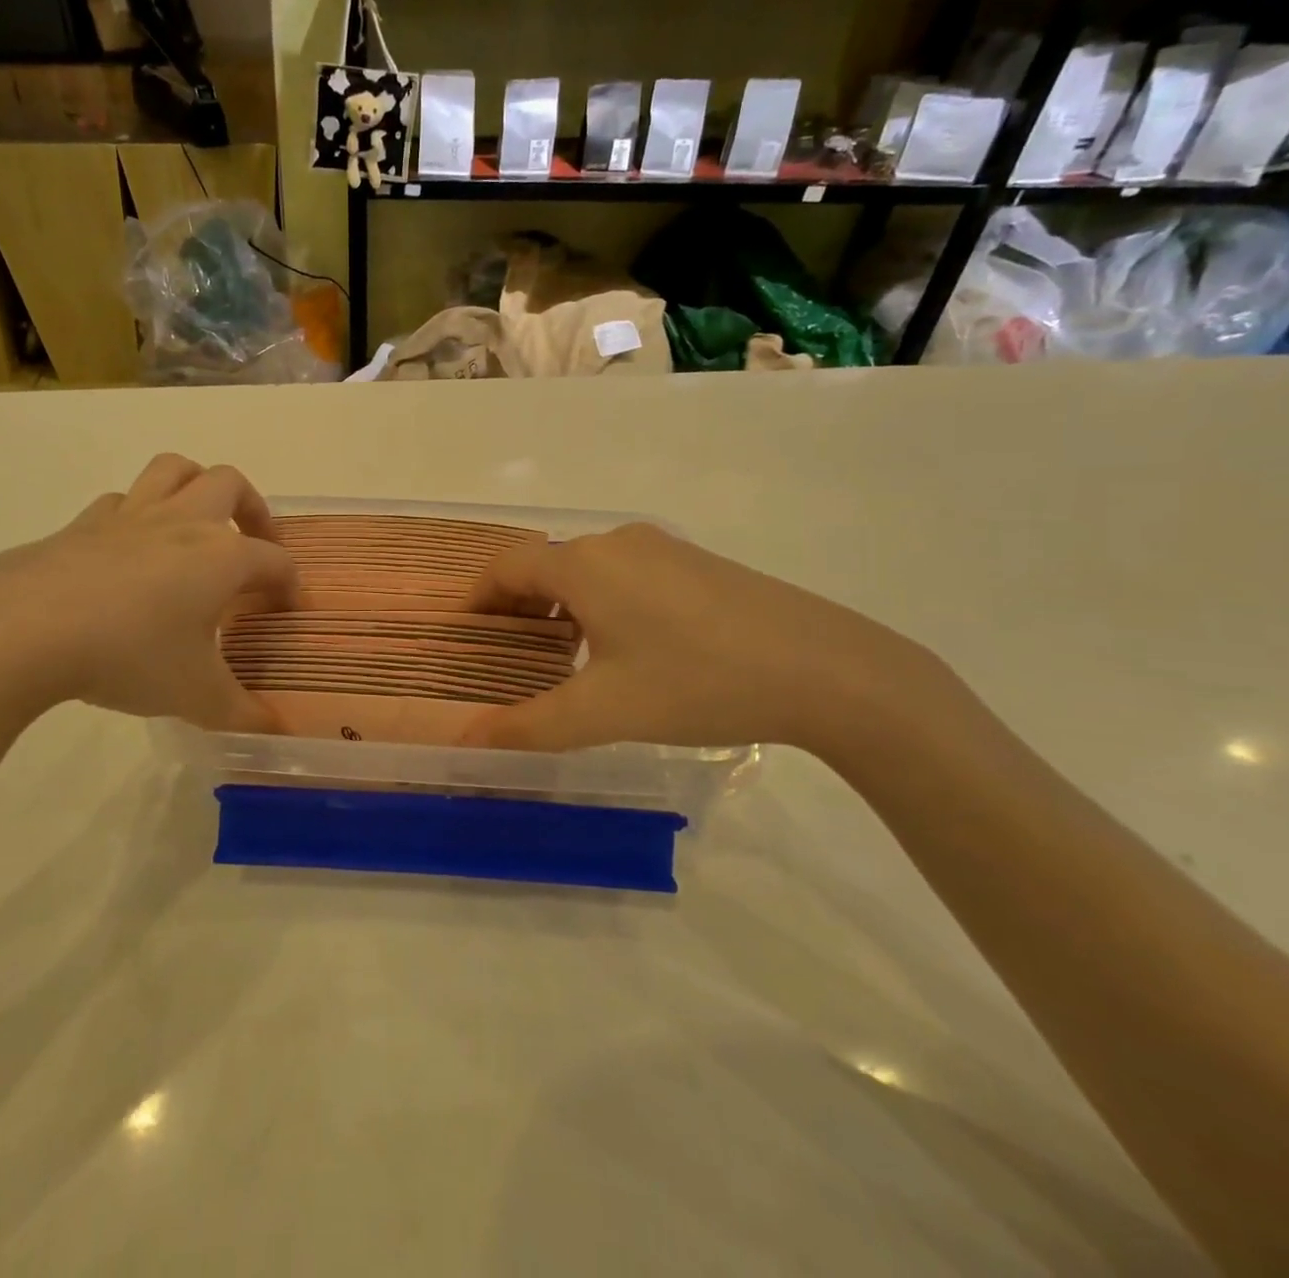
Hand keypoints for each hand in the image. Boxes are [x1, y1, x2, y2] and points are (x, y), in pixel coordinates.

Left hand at [0, 454, 295, 733]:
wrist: (24, 630)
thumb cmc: (129, 655)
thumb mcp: (196, 696)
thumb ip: (242, 713)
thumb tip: (275, 731)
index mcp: (223, 556)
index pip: (275, 560)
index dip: (290, 584)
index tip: (289, 609)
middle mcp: (183, 522)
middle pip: (230, 484)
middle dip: (254, 509)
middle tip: (253, 546)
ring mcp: (131, 517)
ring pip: (173, 469)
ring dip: (196, 486)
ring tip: (199, 522)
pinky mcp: (83, 524)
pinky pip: (122, 501)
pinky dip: (138, 514)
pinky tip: (132, 548)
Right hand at [461, 523, 942, 755]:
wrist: (825, 668)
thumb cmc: (696, 682)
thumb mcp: (604, 712)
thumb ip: (528, 727)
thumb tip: (463, 744)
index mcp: (583, 565)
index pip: (507, 565)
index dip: (478, 595)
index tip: (466, 630)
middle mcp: (616, 543)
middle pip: (546, 564)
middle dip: (518, 604)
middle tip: (510, 653)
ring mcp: (662, 548)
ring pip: (588, 568)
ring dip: (562, 602)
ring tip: (563, 654)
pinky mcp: (697, 562)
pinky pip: (626, 572)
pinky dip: (602, 599)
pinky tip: (626, 645)